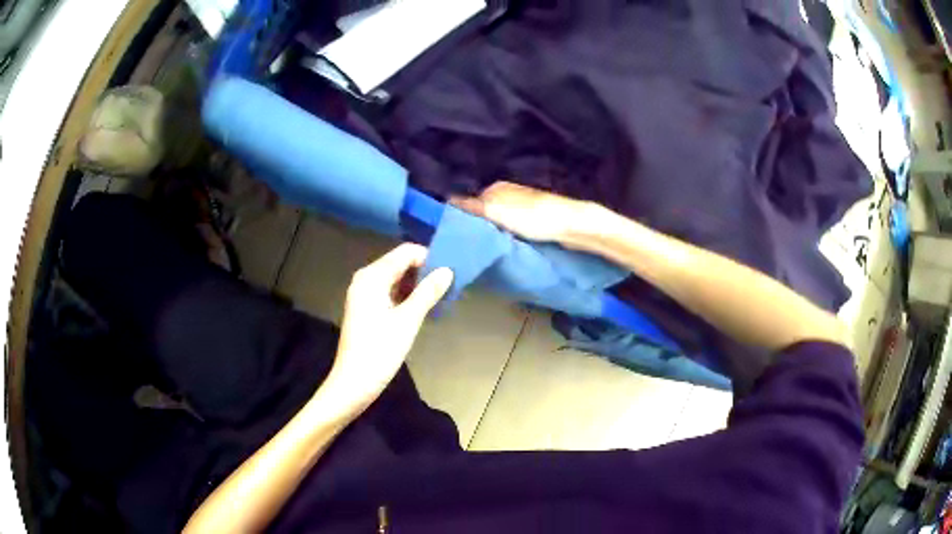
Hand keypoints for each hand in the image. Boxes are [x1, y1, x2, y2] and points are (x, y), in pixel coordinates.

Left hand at [323, 244, 453, 406]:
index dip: (428, 258)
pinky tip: (421, 307)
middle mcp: (365, 278)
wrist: (354, 382)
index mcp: (372, 276)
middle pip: (399, 263)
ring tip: (439, 296)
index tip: (450, 271)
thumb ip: (427, 292)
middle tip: (448, 285)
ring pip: (395, 278)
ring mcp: (363, 293)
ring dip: (416, 284)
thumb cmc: (379, 350)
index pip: (405, 253)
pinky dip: (405, 295)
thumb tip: (447, 270)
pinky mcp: (365, 307)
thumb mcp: (408, 321)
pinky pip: (389, 291)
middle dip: (424, 271)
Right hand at [452, 181, 586, 242]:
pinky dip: (510, 237)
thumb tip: (447, 200)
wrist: (570, 225)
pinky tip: (509, 248)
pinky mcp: (537, 220)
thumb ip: (471, 206)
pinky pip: (515, 229)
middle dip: (481, 227)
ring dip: (496, 234)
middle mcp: (509, 194)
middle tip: (474, 246)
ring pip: (501, 222)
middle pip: (487, 213)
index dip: (464, 218)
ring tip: (489, 249)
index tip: (460, 237)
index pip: (471, 202)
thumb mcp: (495, 211)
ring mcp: (524, 206)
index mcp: (497, 187)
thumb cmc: (530, 216)